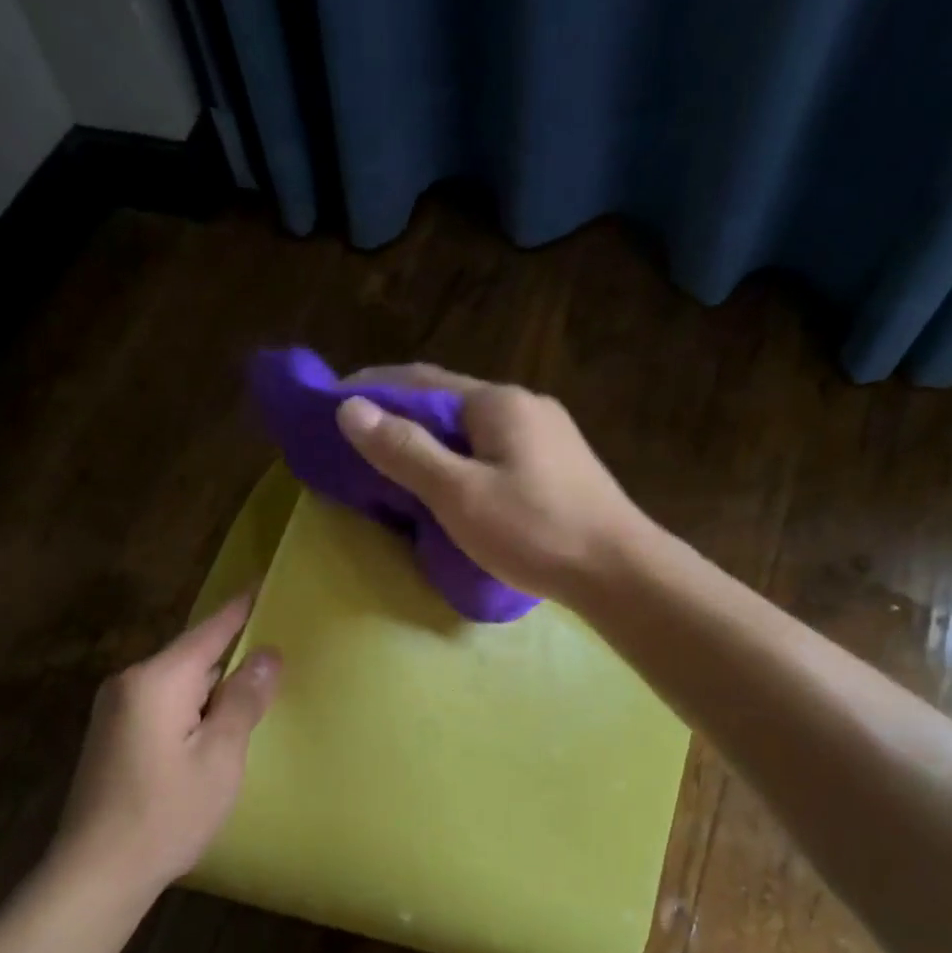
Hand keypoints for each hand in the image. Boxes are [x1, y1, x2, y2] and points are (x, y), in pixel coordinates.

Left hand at [50, 595, 280, 891]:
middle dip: (231, 654)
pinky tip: (213, 727)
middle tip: (274, 651)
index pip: (209, 631)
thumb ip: (243, 700)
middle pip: (192, 657)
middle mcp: (129, 683)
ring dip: (212, 687)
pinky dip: (192, 707)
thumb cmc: (166, 814)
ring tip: (253, 690)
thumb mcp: (220, 757)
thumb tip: (267, 655)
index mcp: (156, 680)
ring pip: (177, 683)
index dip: (240, 609)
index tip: (262, 583)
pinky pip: (162, 704)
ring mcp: (115, 710)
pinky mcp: (112, 735)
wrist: (96, 873)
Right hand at [337, 364, 645, 603]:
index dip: (373, 388)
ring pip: (472, 429)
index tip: (332, 402)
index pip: (421, 381)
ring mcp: (546, 436)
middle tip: (358, 439)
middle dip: (400, 414)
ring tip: (395, 462)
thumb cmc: (535, 531)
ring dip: (431, 439)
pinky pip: (493, 451)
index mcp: (498, 403)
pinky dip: (459, 458)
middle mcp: (524, 406)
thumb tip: (351, 409)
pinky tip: (450, 483)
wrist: (619, 571)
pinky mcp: (557, 467)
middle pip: (448, 402)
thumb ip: (406, 450)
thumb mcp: (459, 494)